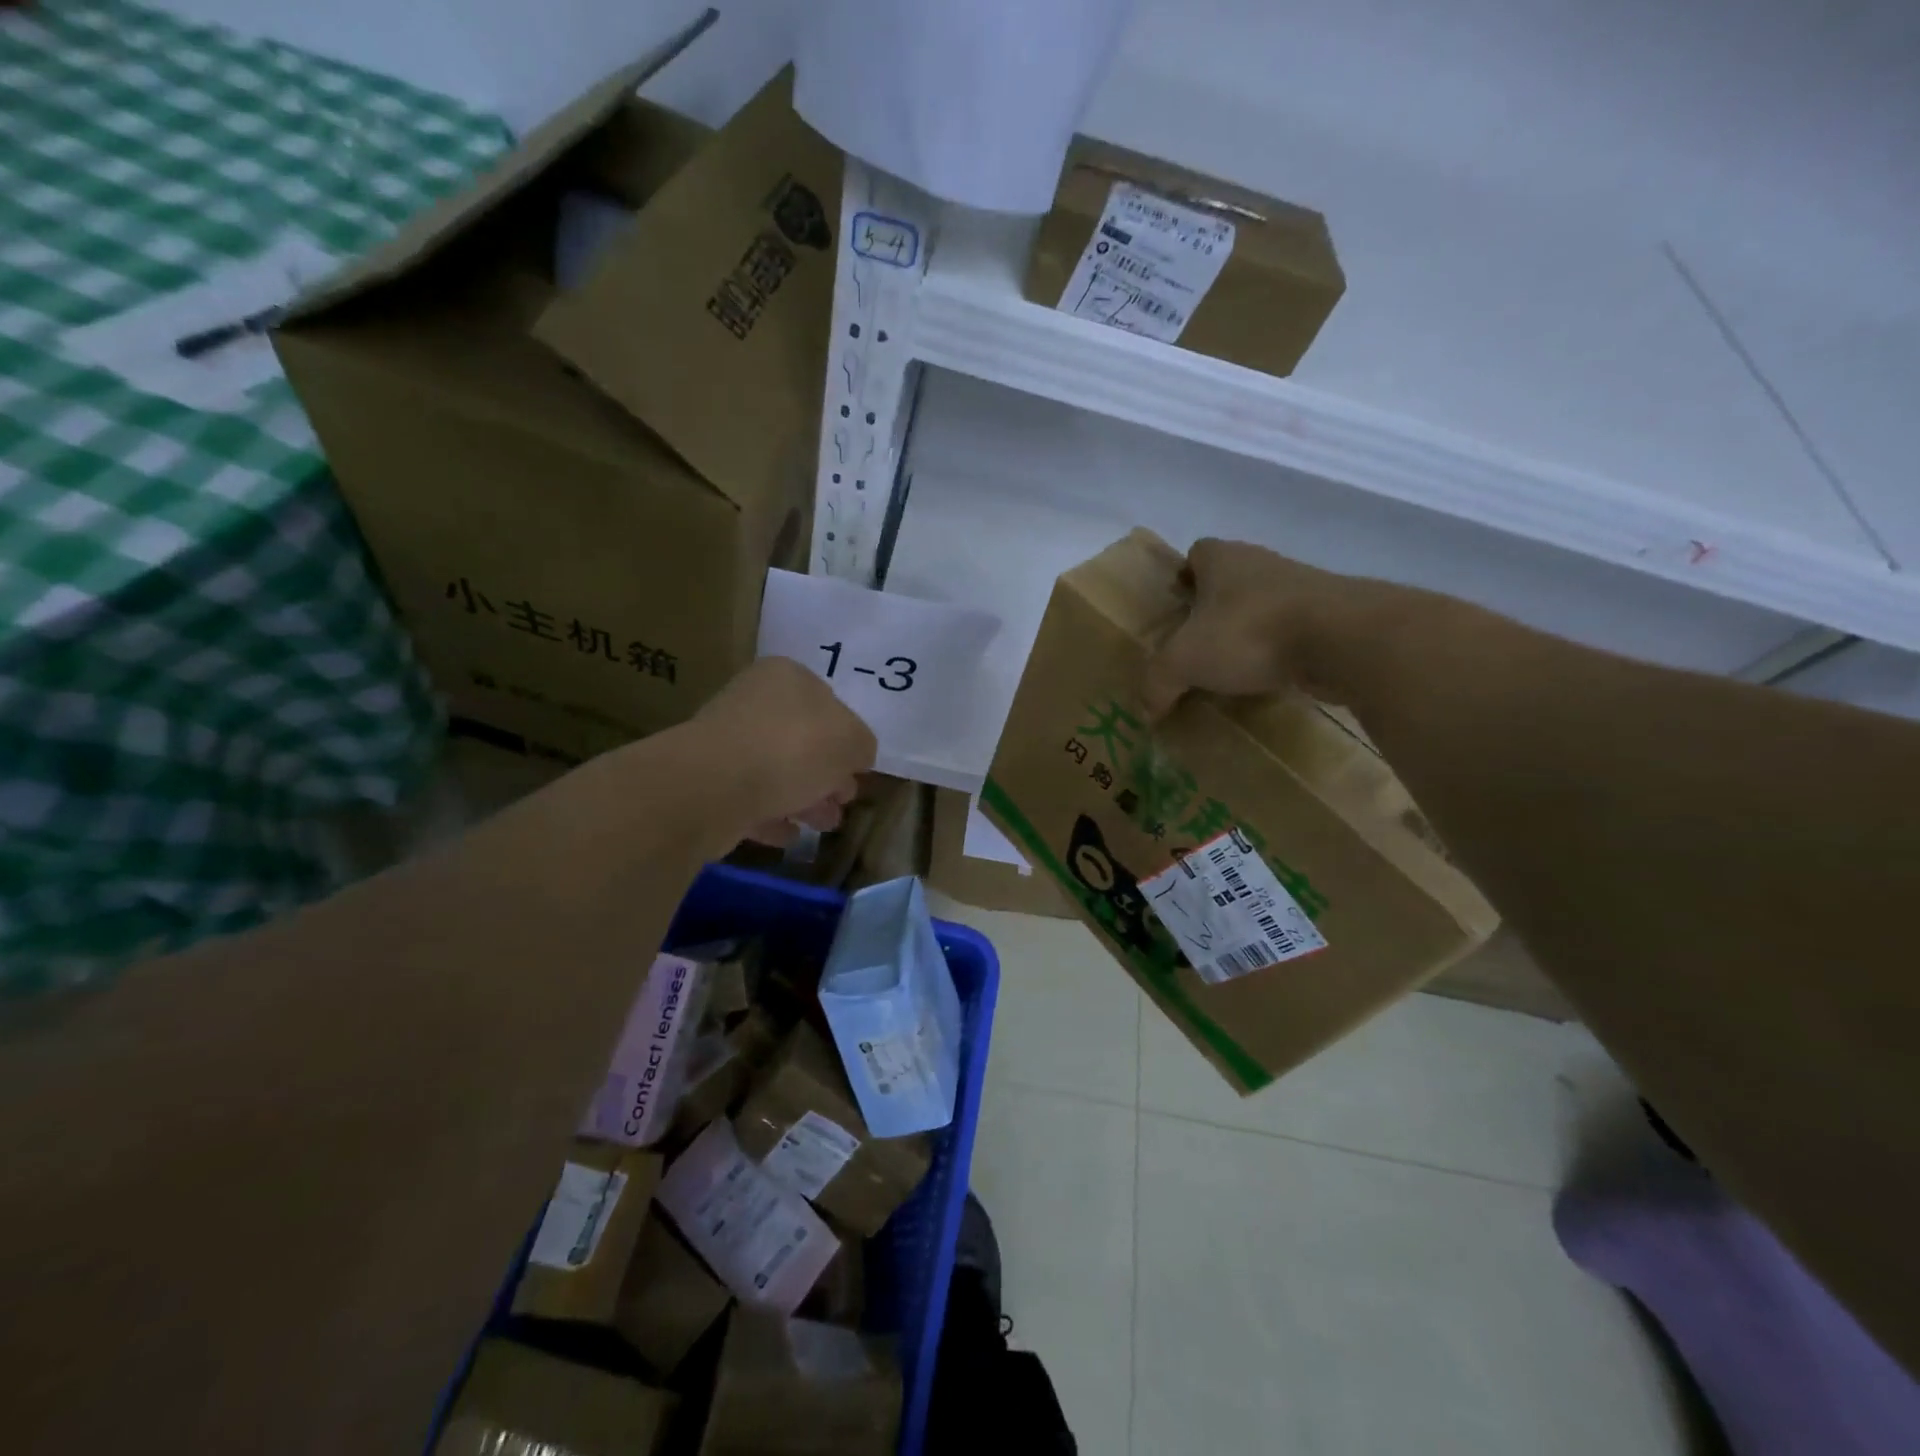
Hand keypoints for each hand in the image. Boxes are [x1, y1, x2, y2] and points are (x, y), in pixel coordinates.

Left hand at [694, 657, 877, 845]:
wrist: (714, 785)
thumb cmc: (792, 749)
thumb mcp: (851, 742)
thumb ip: (862, 746)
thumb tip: (855, 756)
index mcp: (787, 677)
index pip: (829, 703)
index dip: (847, 739)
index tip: (857, 771)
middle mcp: (754, 700)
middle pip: (803, 739)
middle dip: (827, 774)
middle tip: (842, 802)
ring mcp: (727, 740)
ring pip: (777, 770)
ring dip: (805, 797)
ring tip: (823, 826)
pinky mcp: (708, 779)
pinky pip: (750, 796)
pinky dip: (772, 813)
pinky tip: (788, 834)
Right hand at [1142, 539, 1405, 717]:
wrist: (1341, 639)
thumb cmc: (1249, 632)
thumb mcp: (1184, 661)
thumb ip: (1157, 683)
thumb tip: (1145, 711)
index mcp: (1223, 559)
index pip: (1198, 552)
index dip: (1184, 575)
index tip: (1177, 606)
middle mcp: (1262, 564)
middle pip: (1230, 580)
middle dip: (1214, 609)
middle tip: (1197, 645)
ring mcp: (1302, 588)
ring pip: (1263, 605)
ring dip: (1248, 631)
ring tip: (1231, 668)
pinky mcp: (1330, 616)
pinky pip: (1292, 631)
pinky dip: (1278, 651)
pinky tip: (1267, 678)